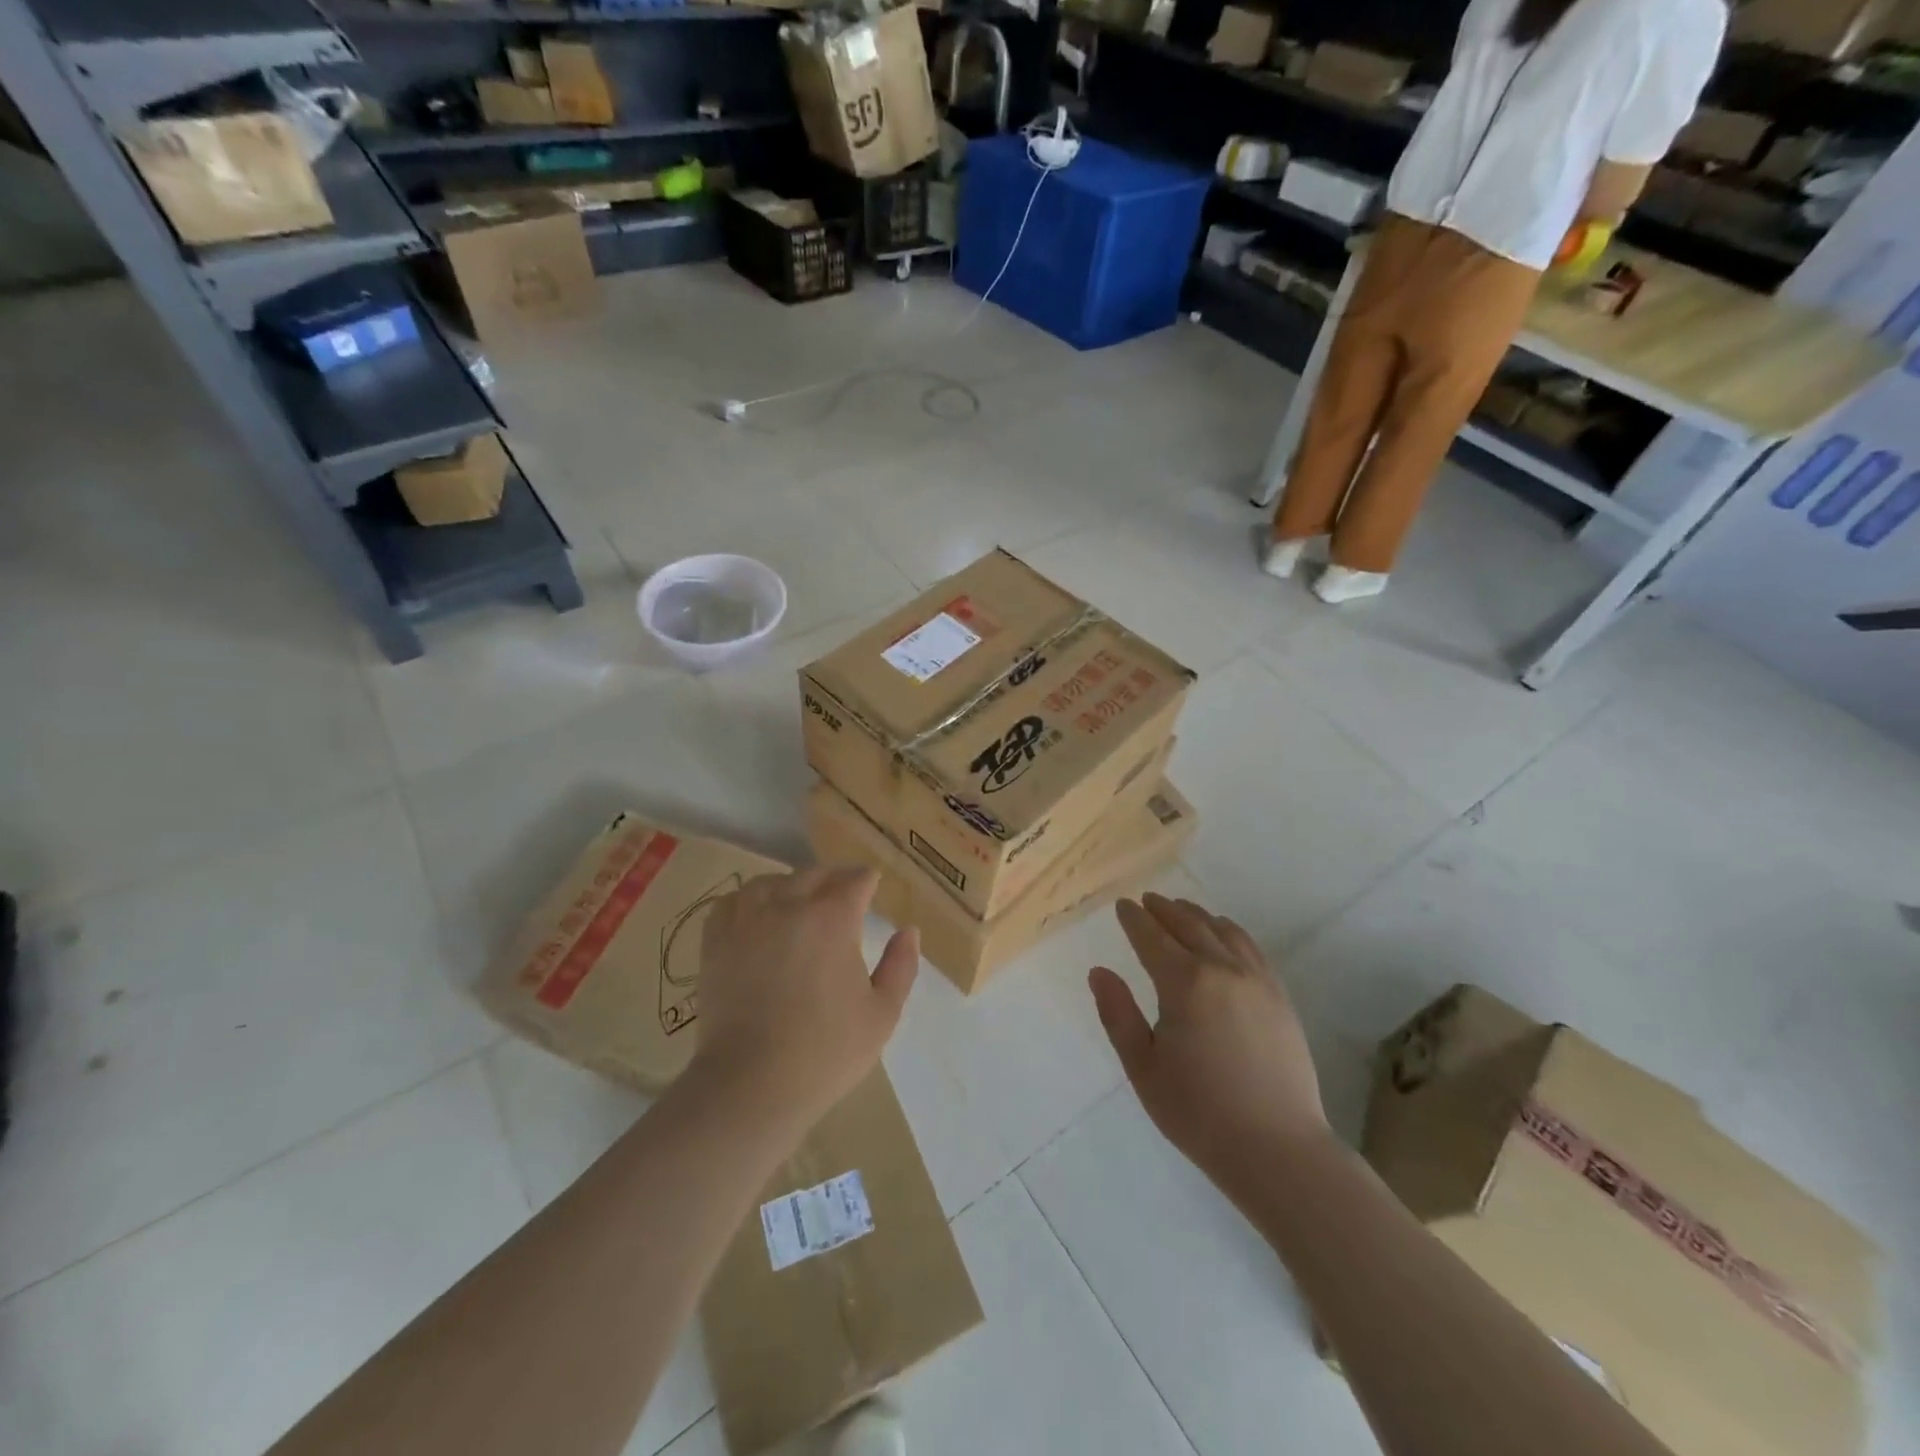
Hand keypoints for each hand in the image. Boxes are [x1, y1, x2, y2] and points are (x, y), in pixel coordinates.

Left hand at [692, 867, 918, 1130]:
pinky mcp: (716, 942)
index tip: (873, 886)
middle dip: (834, 879)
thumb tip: (908, 931)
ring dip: (791, 885)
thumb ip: (901, 966)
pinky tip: (757, 915)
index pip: (855, 880)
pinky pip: (731, 902)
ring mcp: (747, 921)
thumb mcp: (883, 1013)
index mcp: (833, 919)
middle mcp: (788, 906)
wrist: (752, 1085)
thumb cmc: (826, 1051)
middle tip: (844, 894)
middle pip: (814, 874)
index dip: (868, 881)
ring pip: (771, 882)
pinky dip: (748, 900)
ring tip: (799, 900)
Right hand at [1090, 894, 1328, 1198]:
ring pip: (1223, 931)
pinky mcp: (1279, 997)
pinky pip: (1251, 948)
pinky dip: (1230, 931)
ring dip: (1197, 915)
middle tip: (1147, 900)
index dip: (1134, 919)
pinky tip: (1224, 936)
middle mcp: (1222, 969)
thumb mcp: (1143, 1068)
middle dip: (1164, 909)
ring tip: (1182, 909)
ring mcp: (1257, 981)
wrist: (1278, 1149)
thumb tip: (1099, 972)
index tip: (1122, 905)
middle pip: (1188, 925)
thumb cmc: (1199, 1112)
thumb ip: (1118, 1014)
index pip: (1152, 937)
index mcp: (1185, 983)